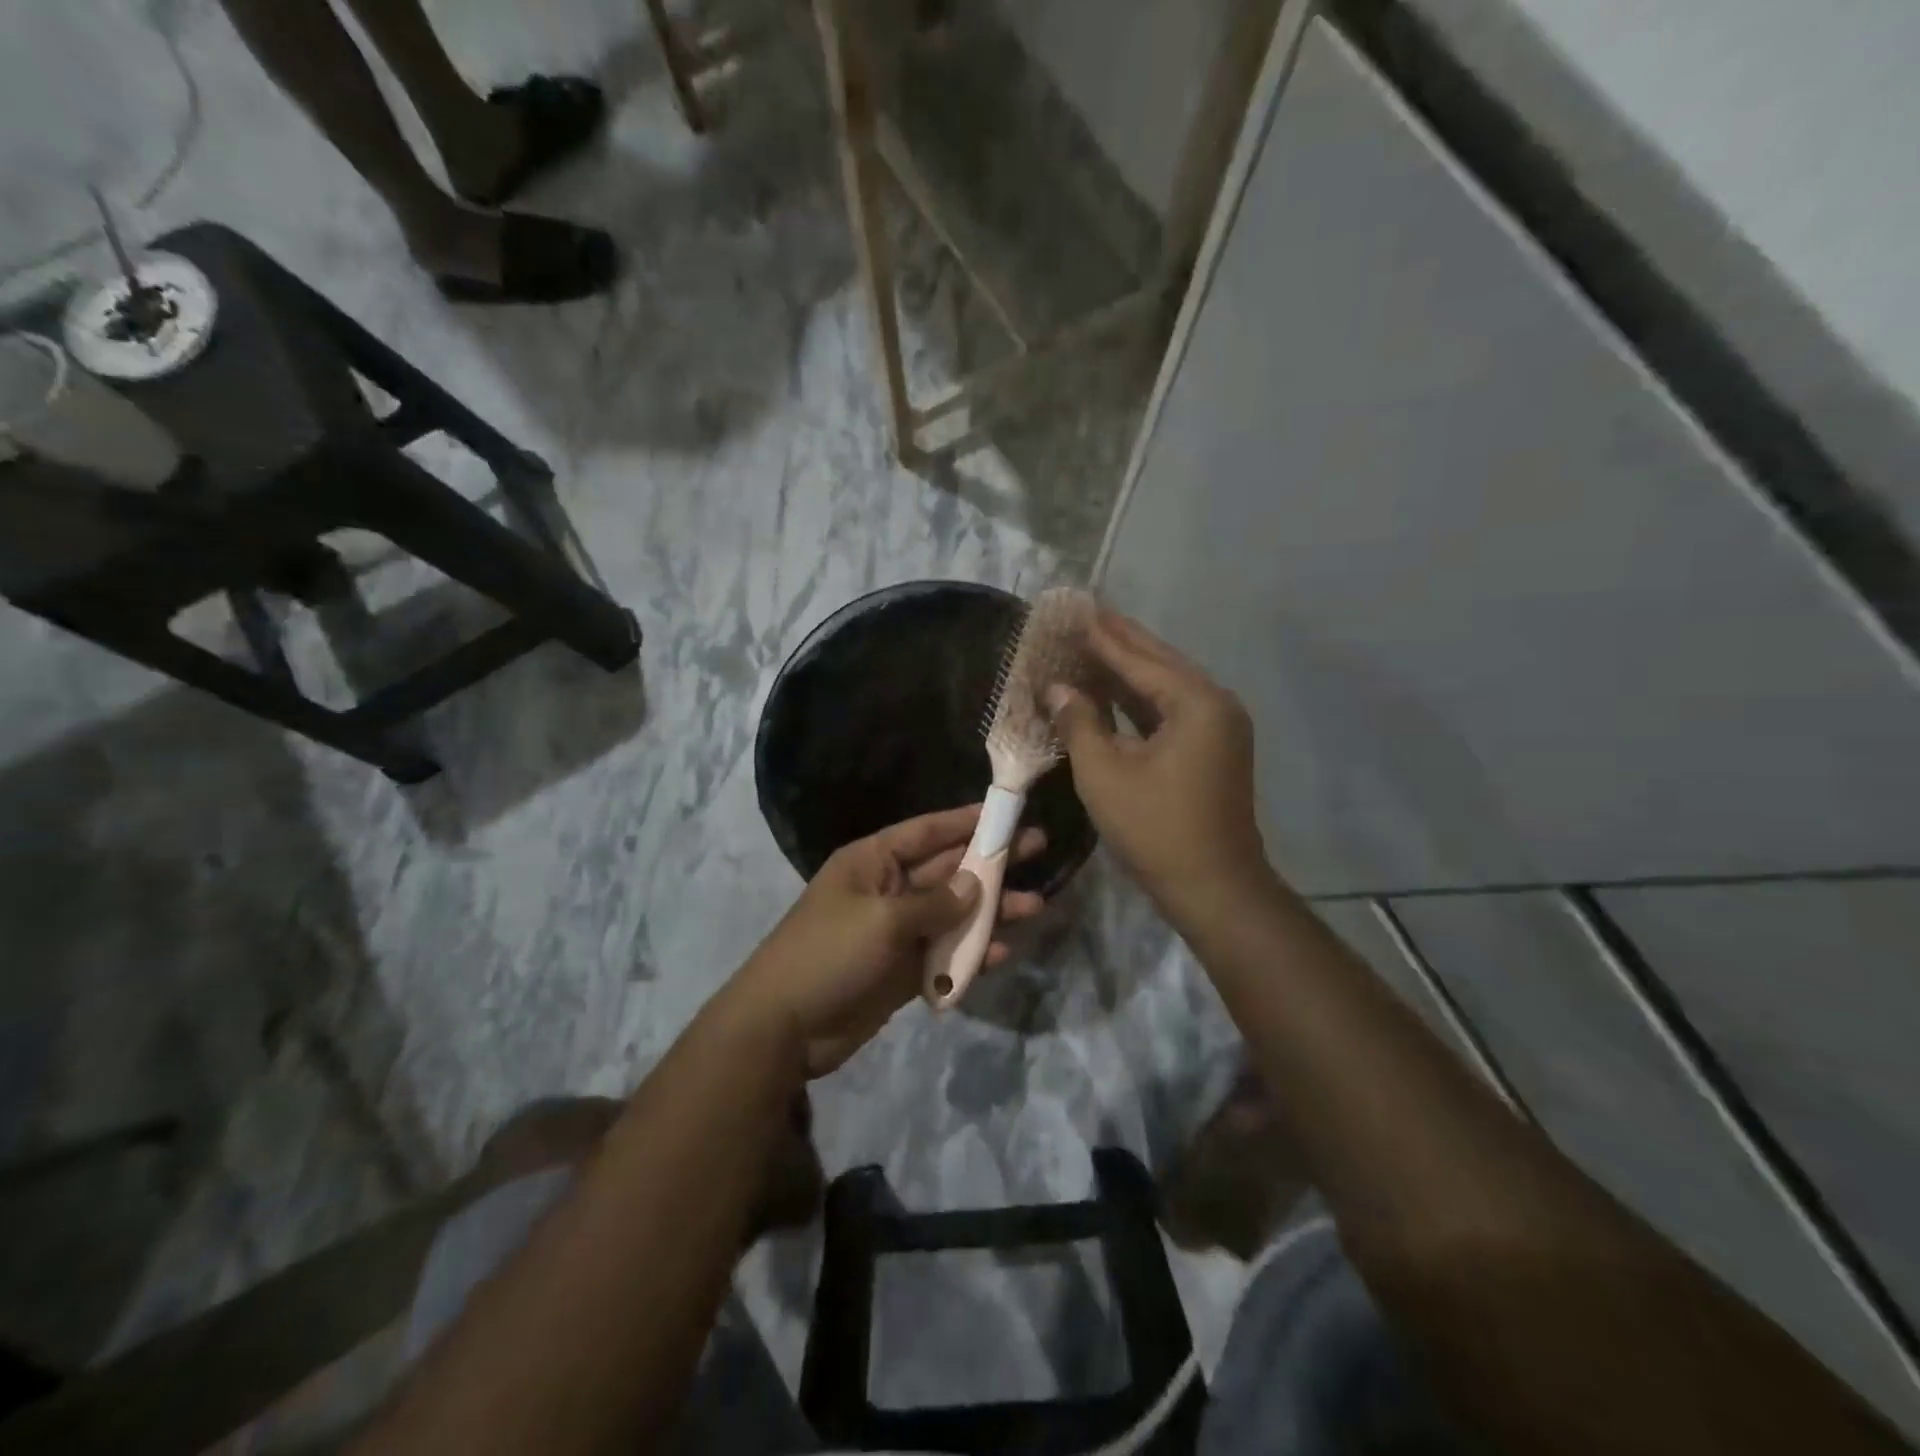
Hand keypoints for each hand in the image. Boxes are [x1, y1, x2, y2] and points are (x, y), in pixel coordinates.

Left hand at [729, 805, 1046, 1077]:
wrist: (785, 1027)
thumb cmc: (829, 954)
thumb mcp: (883, 920)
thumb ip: (935, 903)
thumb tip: (976, 886)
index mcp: (873, 862)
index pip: (927, 831)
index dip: (966, 820)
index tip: (1005, 813)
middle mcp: (889, 889)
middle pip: (948, 869)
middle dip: (991, 862)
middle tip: (1039, 848)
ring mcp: (897, 931)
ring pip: (954, 912)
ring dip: (991, 910)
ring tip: (1036, 906)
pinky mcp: (904, 969)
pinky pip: (945, 953)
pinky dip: (971, 953)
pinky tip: (1002, 952)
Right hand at [1048, 609, 1271, 922]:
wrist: (1213, 886)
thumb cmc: (1154, 828)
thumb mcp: (1104, 773)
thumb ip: (1079, 722)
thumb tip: (1057, 688)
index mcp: (1195, 702)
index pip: (1138, 658)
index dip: (1101, 636)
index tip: (1074, 609)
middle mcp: (1214, 703)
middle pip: (1158, 662)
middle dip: (1119, 641)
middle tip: (1084, 614)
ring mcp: (1218, 727)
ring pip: (1165, 687)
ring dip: (1128, 669)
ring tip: (1092, 644)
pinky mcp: (1212, 749)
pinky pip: (1171, 711)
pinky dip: (1140, 701)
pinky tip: (1112, 692)